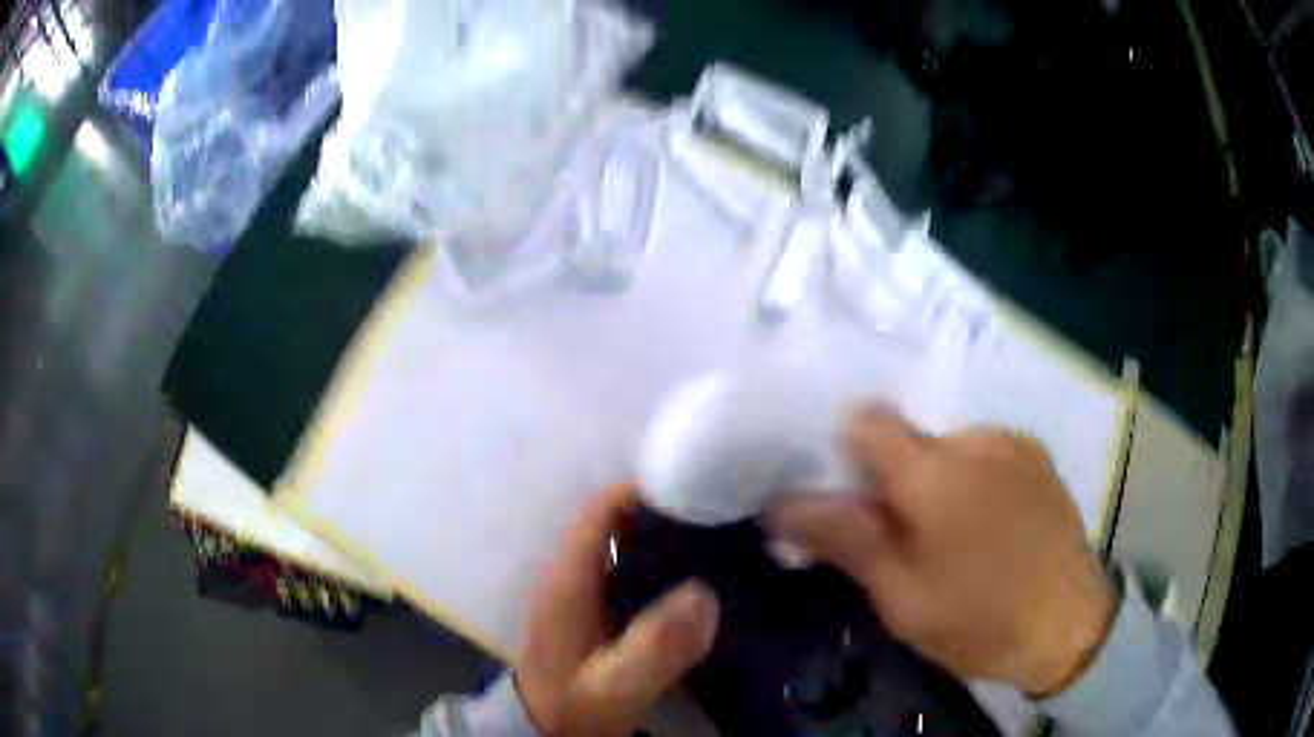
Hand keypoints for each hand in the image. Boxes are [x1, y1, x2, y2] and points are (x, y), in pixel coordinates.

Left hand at [516, 484, 719, 735]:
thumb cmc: (574, 708)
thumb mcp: (615, 685)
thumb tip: (706, 594)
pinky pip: (631, 577)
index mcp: (569, 580)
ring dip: (666, 544)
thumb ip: (656, 645)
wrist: (543, 733)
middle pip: (619, 524)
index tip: (699, 492)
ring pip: (626, 550)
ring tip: (720, 548)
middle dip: (667, 517)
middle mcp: (573, 577)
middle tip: (723, 522)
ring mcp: (583, 596)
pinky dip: (661, 572)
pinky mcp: (595, 615)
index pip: (602, 510)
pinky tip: (698, 587)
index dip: (645, 492)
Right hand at [769, 409, 1116, 697]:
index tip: (850, 501)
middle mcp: (976, 440)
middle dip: (893, 480)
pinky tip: (988, 529)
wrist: (1070, 624)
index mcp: (936, 472)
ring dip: (935, 481)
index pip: (867, 422)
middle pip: (909, 439)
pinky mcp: (1039, 457)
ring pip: (948, 447)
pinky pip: (985, 453)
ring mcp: (1015, 444)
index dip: (847, 453)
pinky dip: (971, 479)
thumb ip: (846, 540)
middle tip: (903, 540)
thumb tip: (783, 506)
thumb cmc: (979, 619)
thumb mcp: (901, 597)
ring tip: (952, 540)